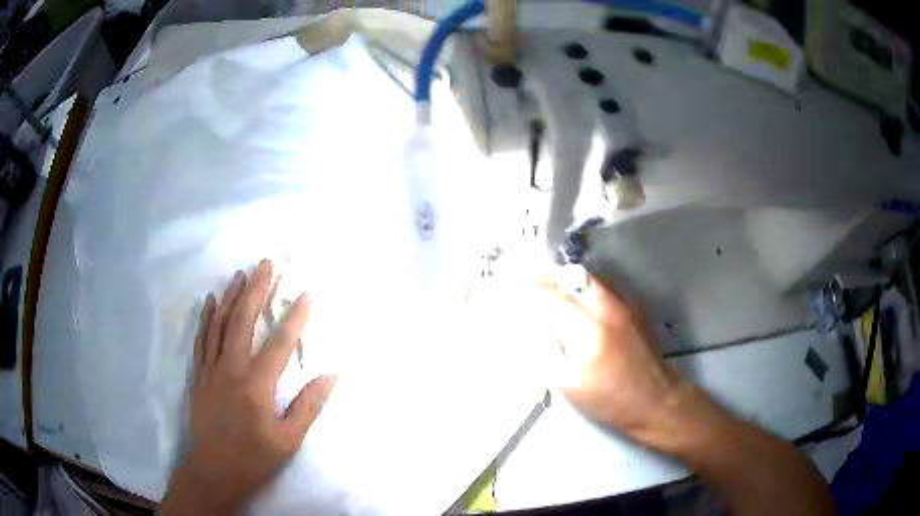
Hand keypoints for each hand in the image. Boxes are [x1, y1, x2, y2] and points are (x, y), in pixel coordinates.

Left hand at [161, 259, 336, 513]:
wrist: (214, 471)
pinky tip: (210, 300)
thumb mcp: (289, 440)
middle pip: (242, 322)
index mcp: (256, 386)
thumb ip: (308, 406)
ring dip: (231, 297)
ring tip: (241, 274)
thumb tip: (331, 375)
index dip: (295, 317)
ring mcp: (211, 370)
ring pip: (219, 325)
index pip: (279, 344)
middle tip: (265, 264)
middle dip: (255, 290)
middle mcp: (231, 370)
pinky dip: (206, 317)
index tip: (307, 294)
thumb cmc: (254, 458)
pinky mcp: (199, 376)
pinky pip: (202, 340)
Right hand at [541, 275, 684, 442]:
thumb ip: (549, 353)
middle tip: (530, 279)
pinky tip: (577, 299)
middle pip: (574, 277)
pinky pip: (605, 287)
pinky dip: (585, 287)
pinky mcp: (636, 308)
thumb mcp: (570, 385)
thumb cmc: (611, 401)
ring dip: (568, 279)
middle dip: (549, 275)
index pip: (552, 298)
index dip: (529, 290)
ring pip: (591, 278)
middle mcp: (610, 308)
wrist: (657, 400)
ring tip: (549, 286)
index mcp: (590, 331)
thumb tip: (534, 329)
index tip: (510, 286)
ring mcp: (626, 305)